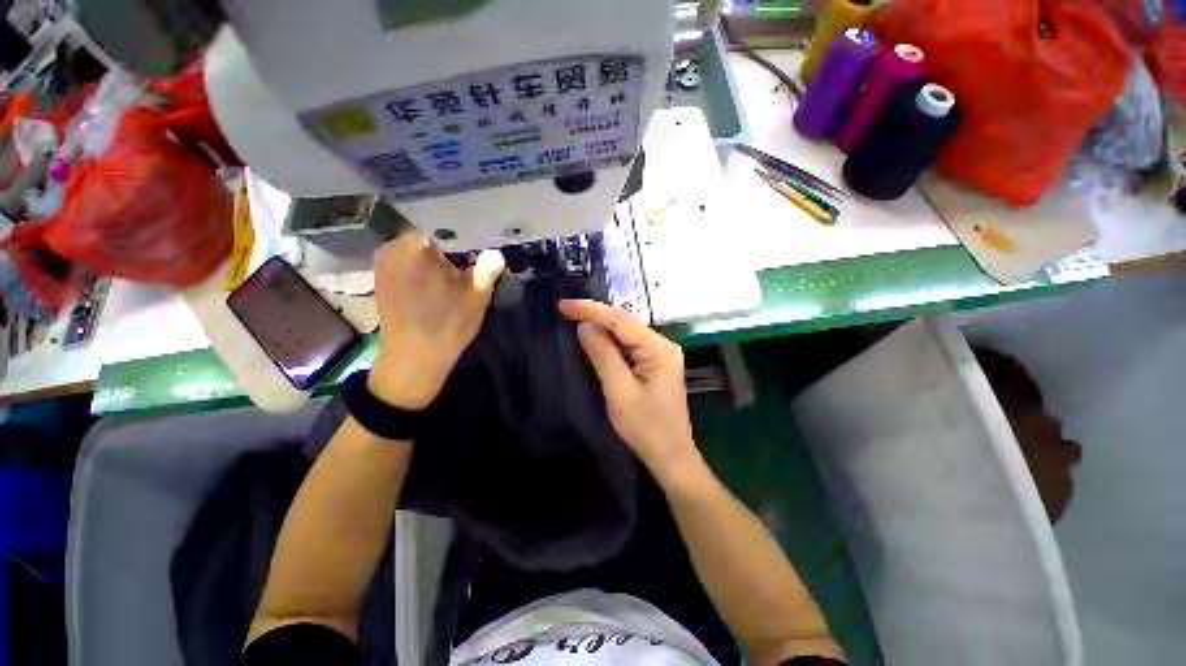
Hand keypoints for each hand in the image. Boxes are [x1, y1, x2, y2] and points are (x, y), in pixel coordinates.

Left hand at [369, 234, 504, 409]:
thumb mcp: (476, 297)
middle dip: (447, 251)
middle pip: (427, 242)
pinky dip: (422, 272)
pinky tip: (436, 289)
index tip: (474, 252)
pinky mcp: (382, 284)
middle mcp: (391, 252)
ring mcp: (383, 268)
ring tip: (454, 278)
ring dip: (435, 263)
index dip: (460, 240)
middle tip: (467, 266)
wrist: (414, 359)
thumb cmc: (447, 325)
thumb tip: (496, 253)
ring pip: (417, 255)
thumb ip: (487, 271)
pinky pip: (406, 267)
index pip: (440, 230)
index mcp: (412, 249)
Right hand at [559, 299, 698, 478]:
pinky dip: (610, 341)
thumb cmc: (646, 428)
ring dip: (601, 327)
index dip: (591, 310)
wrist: (670, 456)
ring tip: (574, 318)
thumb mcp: (619, 392)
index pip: (622, 320)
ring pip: (626, 333)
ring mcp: (660, 354)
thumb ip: (603, 355)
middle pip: (625, 323)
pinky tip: (594, 338)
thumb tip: (585, 325)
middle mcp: (663, 345)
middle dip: (595, 315)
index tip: (564, 305)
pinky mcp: (654, 363)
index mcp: (659, 349)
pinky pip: (629, 345)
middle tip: (566, 311)